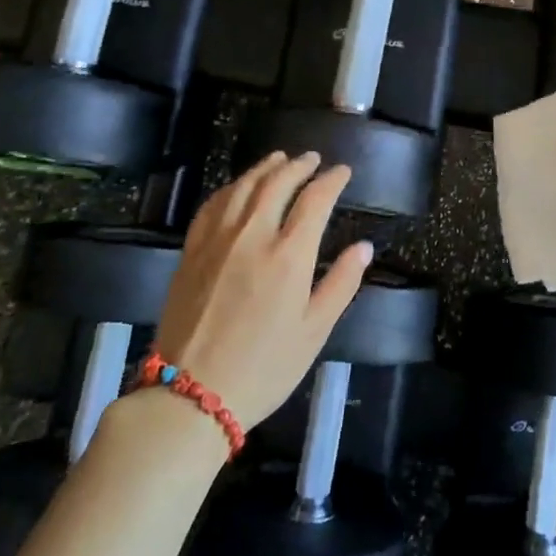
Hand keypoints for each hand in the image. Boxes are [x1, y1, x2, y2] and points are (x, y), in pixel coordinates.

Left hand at [151, 152, 371, 428]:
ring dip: (265, 167)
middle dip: (299, 166)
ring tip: (279, 159)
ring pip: (243, 187)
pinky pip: (213, 204)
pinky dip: (231, 187)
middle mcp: (253, 235)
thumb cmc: (264, 368)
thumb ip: (341, 284)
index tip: (343, 172)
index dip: (332, 180)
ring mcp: (217, 240)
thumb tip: (364, 247)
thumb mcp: (314, 332)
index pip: (315, 200)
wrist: (190, 397)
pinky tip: (238, 187)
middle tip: (313, 159)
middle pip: (278, 183)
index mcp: (289, 255)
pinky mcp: (191, 251)